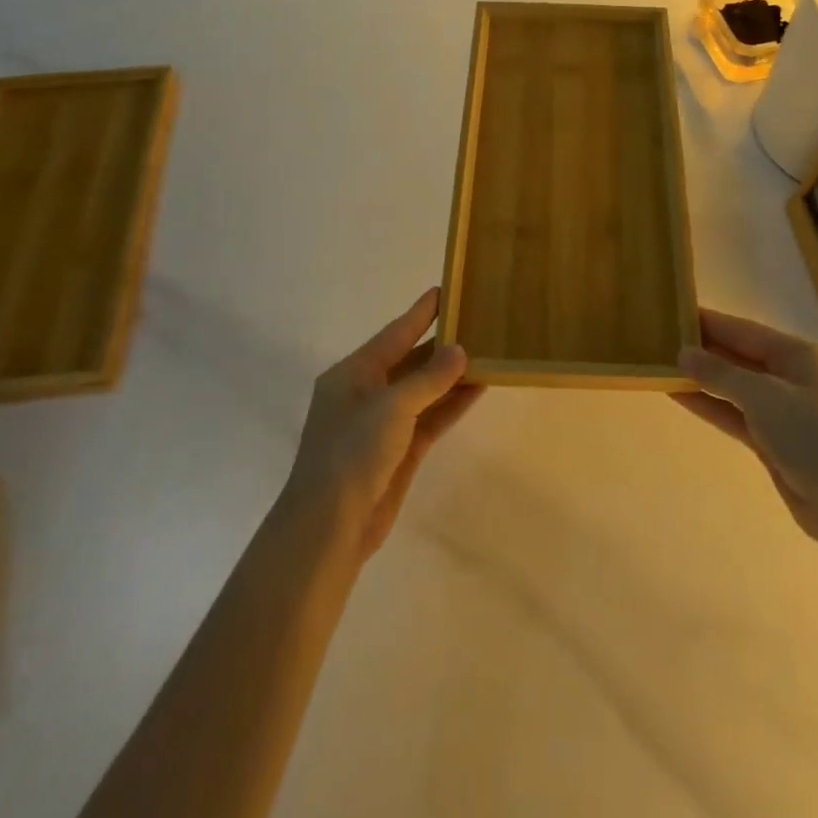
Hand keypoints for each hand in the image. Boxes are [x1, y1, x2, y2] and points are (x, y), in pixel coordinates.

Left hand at [281, 287, 482, 557]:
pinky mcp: (400, 451)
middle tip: (477, 322)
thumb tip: (460, 351)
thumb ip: (428, 378)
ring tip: (487, 352)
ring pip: (424, 390)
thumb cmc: (352, 453)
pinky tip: (479, 388)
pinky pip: (431, 417)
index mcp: (353, 374)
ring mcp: (384, 424)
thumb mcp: (391, 407)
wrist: (330, 526)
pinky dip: (452, 403)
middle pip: (410, 360)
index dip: (421, 313)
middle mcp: (367, 393)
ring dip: (452, 375)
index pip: (394, 334)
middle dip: (442, 344)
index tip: (446, 291)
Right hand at [673, 309, 817, 546]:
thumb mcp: (763, 396)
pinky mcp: (776, 441)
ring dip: (704, 379)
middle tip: (664, 340)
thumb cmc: (812, 435)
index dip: (712, 323)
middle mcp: (795, 378)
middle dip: (706, 350)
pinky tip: (681, 396)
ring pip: (737, 387)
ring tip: (665, 366)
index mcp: (802, 356)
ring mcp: (786, 411)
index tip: (678, 312)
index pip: (747, 332)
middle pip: (742, 357)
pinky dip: (712, 405)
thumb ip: (720, 373)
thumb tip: (684, 354)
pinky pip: (737, 414)